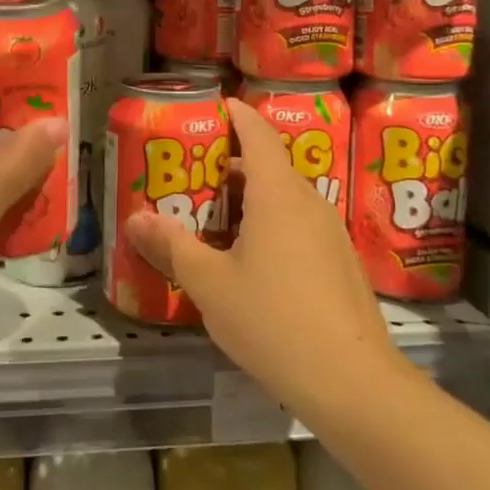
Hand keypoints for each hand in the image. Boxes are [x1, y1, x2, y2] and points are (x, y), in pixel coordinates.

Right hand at [125, 98, 395, 420]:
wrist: (353, 383)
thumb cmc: (274, 320)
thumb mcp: (209, 284)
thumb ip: (172, 246)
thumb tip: (136, 218)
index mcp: (278, 193)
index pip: (256, 133)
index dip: (235, 114)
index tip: (212, 106)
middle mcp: (308, 202)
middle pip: (268, 166)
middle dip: (229, 164)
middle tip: (190, 175)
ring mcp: (330, 233)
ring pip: (283, 199)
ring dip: (248, 199)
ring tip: (210, 219)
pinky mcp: (340, 263)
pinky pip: (297, 226)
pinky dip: (268, 225)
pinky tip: (247, 260)